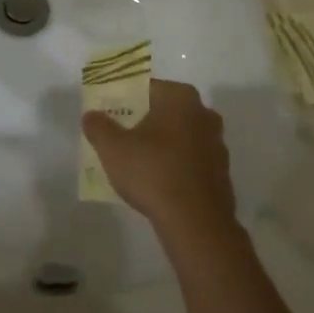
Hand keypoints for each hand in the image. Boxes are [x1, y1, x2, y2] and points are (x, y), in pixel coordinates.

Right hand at [82, 80, 236, 240]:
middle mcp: (204, 114)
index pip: (146, 88)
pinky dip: (175, 165)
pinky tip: (157, 181)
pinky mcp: (221, 173)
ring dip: (161, 144)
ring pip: (180, 136)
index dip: (124, 98)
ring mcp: (217, 145)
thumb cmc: (153, 172)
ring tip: (136, 160)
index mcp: (180, 97)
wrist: (196, 224)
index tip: (109, 113)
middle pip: (165, 111)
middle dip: (143, 120)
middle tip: (120, 135)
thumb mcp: (113, 147)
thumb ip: (98, 127)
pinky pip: (190, 160)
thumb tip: (91, 115)